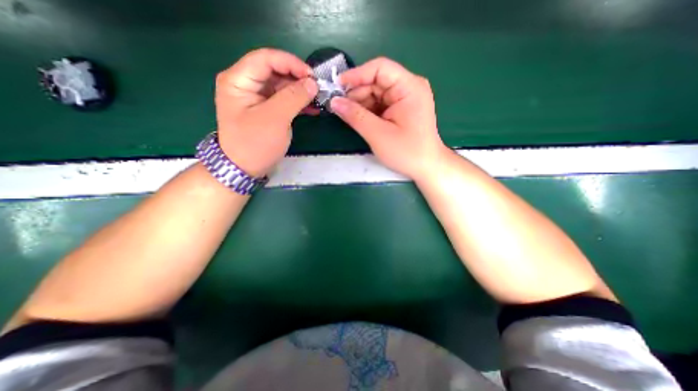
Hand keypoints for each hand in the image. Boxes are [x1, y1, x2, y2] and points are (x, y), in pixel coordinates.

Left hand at [216, 48, 318, 177]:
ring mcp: (257, 98)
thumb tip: (313, 83)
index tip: (312, 76)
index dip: (291, 63)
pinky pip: (284, 100)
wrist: (245, 169)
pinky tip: (312, 108)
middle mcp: (246, 84)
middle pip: (275, 71)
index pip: (266, 58)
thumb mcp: (275, 119)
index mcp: (239, 80)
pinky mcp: (267, 110)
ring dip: (300, 91)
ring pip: (282, 86)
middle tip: (318, 89)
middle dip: (298, 78)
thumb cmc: (255, 144)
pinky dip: (298, 103)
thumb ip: (294, 97)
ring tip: (318, 99)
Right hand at [331, 57, 446, 179]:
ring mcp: (405, 98)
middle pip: (376, 81)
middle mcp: (408, 87)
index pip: (380, 68)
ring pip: (376, 93)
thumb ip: (355, 116)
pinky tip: (359, 119)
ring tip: (347, 116)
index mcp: (409, 87)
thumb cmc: (406, 152)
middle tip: (339, 107)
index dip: (356, 75)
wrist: (426, 167)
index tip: (337, 87)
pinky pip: (380, 104)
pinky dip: (368, 111)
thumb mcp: (378, 134)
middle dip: (357, 93)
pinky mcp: (401, 109)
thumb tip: (334, 101)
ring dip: (360, 104)